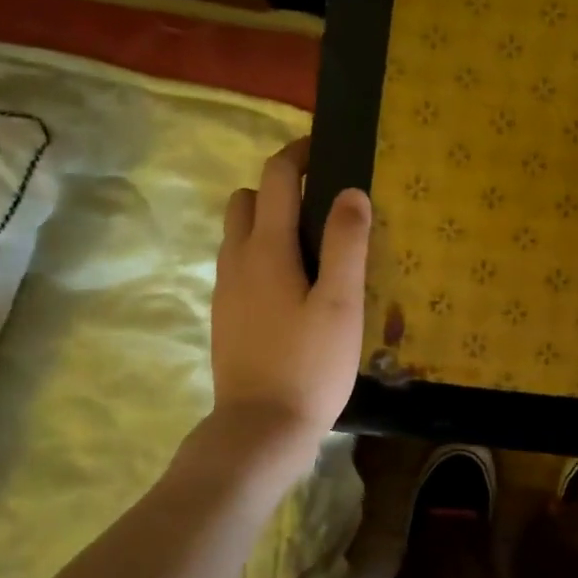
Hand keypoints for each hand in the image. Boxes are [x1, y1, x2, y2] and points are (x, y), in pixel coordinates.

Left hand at [201, 137, 370, 476]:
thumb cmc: (309, 364)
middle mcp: (237, 258)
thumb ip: (347, 243)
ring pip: (240, 232)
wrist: (260, 429)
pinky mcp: (226, 315)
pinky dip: (264, 252)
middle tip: (325, 205)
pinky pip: (241, 263)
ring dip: (270, 221)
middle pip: (249, 198)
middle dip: (282, 187)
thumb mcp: (340, 303)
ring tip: (315, 246)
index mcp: (267, 248)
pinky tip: (296, 285)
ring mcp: (226, 288)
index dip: (300, 154)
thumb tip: (351, 191)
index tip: (327, 149)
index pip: (277, 177)